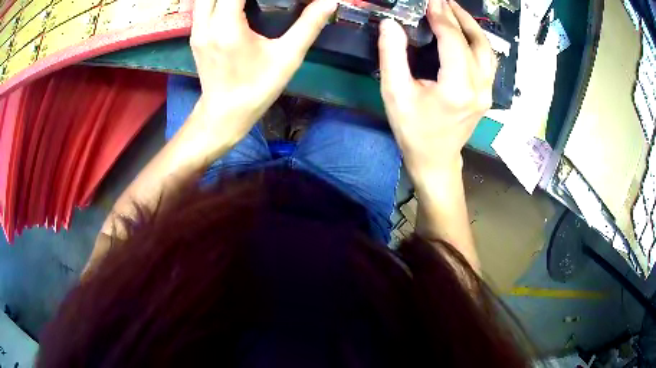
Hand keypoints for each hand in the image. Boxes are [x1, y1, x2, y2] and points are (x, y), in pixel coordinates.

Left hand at [189, 0, 336, 141]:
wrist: (225, 114)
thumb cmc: (257, 87)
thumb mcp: (288, 57)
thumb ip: (309, 25)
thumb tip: (330, 2)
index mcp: (227, 26)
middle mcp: (205, 23)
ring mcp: (196, 29)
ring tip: (248, 0)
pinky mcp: (195, 35)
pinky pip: (202, 5)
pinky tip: (234, 3)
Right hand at [378, 0, 496, 181]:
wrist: (435, 159)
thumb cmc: (413, 130)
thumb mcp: (394, 93)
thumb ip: (392, 56)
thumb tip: (391, 24)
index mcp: (457, 88)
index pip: (453, 41)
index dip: (441, 17)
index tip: (431, 1)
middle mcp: (479, 88)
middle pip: (475, 42)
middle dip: (458, 16)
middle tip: (442, 0)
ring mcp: (487, 92)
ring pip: (487, 51)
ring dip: (472, 27)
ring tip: (455, 10)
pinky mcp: (487, 95)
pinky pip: (487, 61)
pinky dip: (477, 42)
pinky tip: (465, 33)